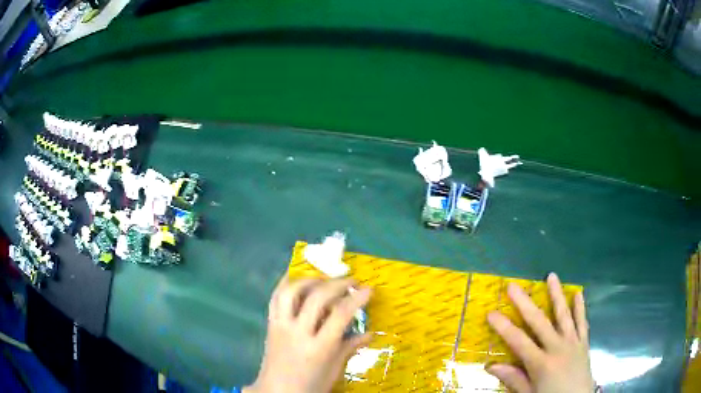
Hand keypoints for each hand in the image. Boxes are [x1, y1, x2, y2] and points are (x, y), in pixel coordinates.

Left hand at [244, 275, 371, 392]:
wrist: (277, 392)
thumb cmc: (310, 385)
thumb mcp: (334, 370)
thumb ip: (349, 348)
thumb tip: (370, 333)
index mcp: (318, 348)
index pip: (340, 315)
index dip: (356, 299)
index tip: (368, 289)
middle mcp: (298, 333)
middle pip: (317, 298)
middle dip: (337, 284)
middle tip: (351, 280)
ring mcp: (281, 326)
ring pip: (292, 292)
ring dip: (310, 280)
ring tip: (324, 279)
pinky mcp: (270, 324)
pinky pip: (275, 297)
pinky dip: (286, 283)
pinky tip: (297, 278)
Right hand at [486, 273, 593, 392]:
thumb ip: (514, 380)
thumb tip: (491, 366)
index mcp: (542, 364)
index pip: (519, 342)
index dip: (504, 327)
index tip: (491, 313)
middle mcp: (558, 348)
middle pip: (539, 322)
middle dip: (525, 304)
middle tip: (513, 286)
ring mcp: (573, 343)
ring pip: (564, 315)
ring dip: (557, 295)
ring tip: (552, 276)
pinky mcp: (584, 343)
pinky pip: (582, 323)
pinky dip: (580, 308)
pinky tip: (578, 294)